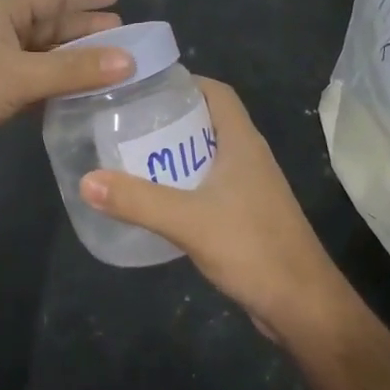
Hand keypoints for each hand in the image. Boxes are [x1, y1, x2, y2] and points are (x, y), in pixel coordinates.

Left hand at [0, 0, 133, 179]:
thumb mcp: (19, 76)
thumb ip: (74, 70)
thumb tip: (129, 60)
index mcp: (1, 16)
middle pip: (50, 26)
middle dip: (85, 30)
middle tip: (124, 35)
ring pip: (44, 59)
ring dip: (74, 62)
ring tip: (112, 66)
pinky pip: (35, 86)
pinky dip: (58, 89)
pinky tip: (82, 97)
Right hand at [80, 78, 348, 345]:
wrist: (303, 307)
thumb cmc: (253, 249)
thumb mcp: (189, 221)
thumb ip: (138, 201)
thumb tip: (86, 181)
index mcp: (243, 143)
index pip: (217, 93)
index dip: (185, 82)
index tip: (144, 86)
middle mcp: (249, 158)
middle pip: (208, 122)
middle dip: (169, 118)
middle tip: (126, 123)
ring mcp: (251, 189)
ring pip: (208, 156)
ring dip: (175, 154)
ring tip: (132, 157)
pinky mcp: (247, 217)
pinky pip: (210, 187)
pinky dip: (184, 185)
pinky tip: (157, 200)